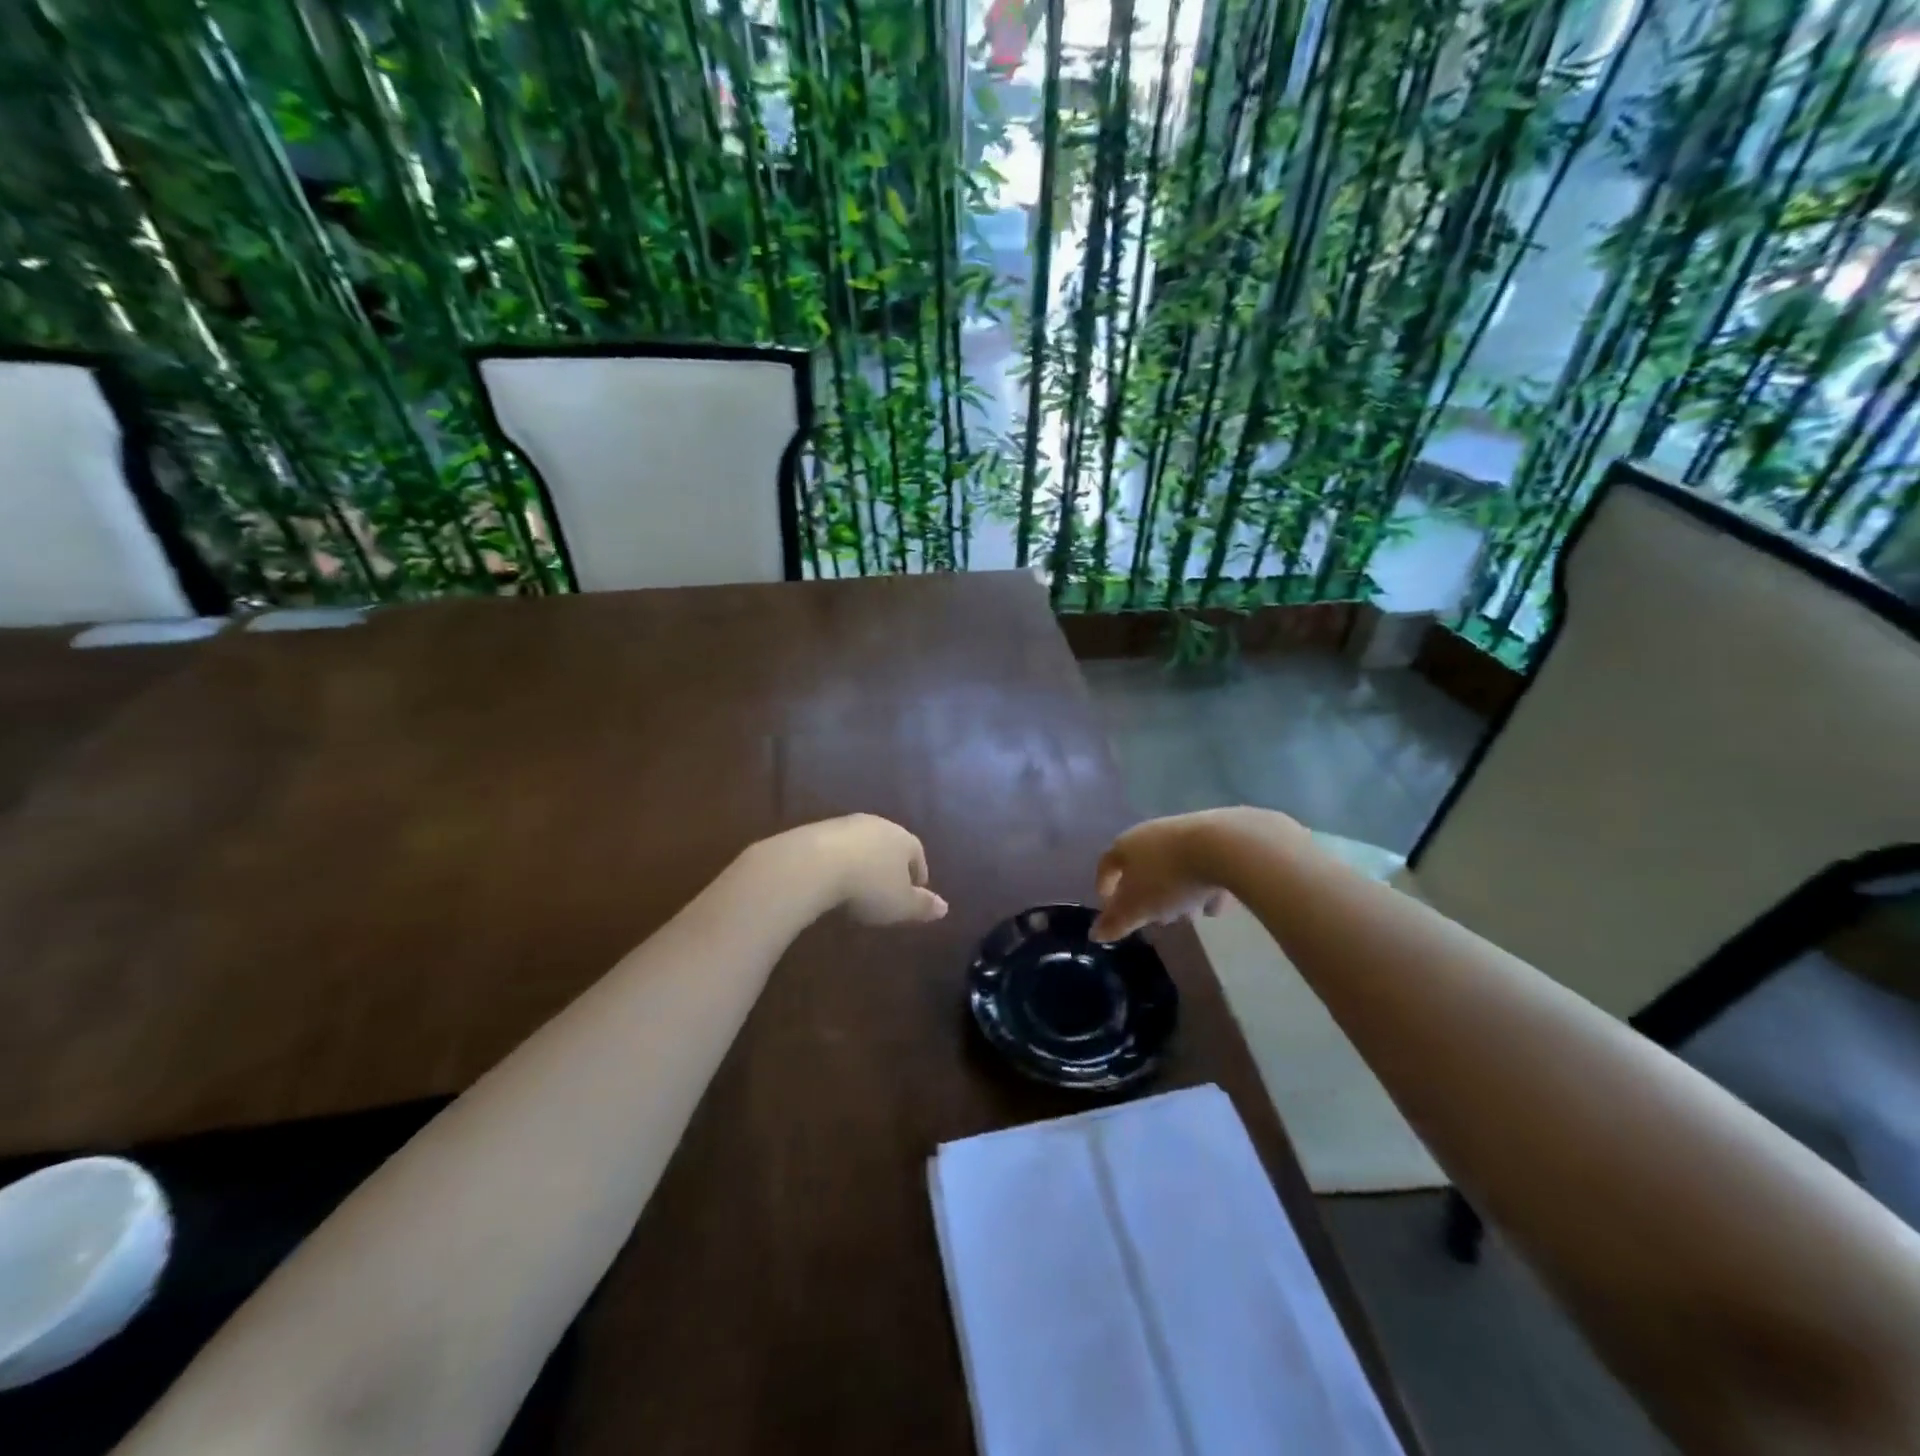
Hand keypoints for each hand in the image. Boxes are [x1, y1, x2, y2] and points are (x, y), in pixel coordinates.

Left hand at [788, 814, 948, 925]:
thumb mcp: (901, 905)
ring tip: (858, 885)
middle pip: (890, 845)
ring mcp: (847, 824)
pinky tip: (832, 879)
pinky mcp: (819, 829)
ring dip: (863, 861)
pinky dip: (839, 861)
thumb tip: (944, 907)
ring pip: (863, 844)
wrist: (815, 864)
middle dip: (890, 865)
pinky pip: (837, 847)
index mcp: (904, 839)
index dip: (918, 874)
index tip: (914, 892)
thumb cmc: (869, 886)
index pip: (917, 854)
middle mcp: (879, 825)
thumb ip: (923, 906)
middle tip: (886, 889)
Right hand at [1091, 808, 1296, 941]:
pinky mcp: (1215, 836)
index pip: (1106, 865)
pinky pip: (1203, 865)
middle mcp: (1151, 833)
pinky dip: (1205, 885)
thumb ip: (1117, 922)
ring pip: (1174, 867)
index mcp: (1126, 845)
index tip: (1107, 906)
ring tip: (1190, 916)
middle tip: (1154, 918)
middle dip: (1147, 894)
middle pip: (1142, 866)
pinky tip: (1216, 905)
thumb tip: (1094, 934)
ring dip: (1178, 892)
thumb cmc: (1169, 877)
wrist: (1224, 845)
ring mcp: (1184, 832)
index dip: (1104, 886)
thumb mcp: (1138, 907)